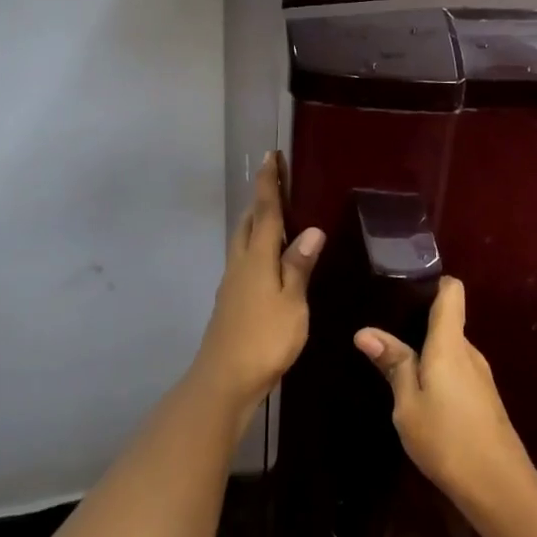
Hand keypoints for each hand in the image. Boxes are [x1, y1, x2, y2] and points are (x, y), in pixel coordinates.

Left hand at [191, 152, 323, 412]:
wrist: (225, 379)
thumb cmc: (264, 339)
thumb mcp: (292, 302)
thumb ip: (299, 266)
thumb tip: (311, 229)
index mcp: (256, 259)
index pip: (265, 212)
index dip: (269, 184)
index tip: (271, 156)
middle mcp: (240, 265)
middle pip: (248, 224)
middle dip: (260, 200)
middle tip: (276, 182)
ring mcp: (232, 284)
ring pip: (243, 243)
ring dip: (256, 223)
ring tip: (274, 216)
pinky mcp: (231, 302)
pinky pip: (244, 262)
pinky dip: (256, 249)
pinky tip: (268, 261)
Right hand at [354, 277, 535, 511]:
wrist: (498, 485)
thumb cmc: (446, 439)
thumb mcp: (407, 404)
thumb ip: (393, 364)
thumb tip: (366, 331)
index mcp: (450, 344)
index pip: (451, 291)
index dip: (431, 281)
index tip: (402, 286)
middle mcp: (469, 351)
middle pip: (447, 319)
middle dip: (417, 320)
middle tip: (382, 328)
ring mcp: (480, 374)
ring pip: (450, 348)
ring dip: (426, 351)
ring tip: (393, 359)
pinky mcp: (483, 396)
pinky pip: (456, 369)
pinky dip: (437, 371)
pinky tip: (418, 391)